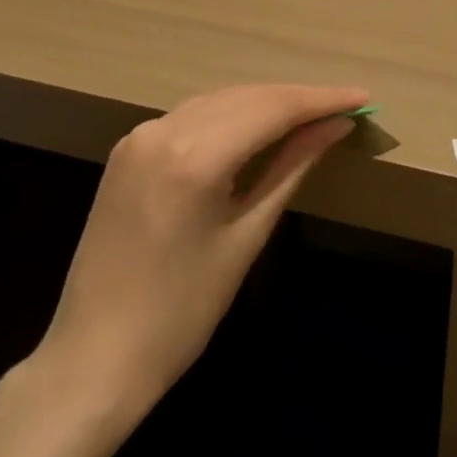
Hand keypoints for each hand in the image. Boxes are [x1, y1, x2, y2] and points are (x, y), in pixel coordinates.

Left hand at [17, 82, 366, 446]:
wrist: (93, 359)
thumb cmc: (182, 311)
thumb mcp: (246, 236)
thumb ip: (291, 167)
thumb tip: (335, 126)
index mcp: (193, 157)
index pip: (271, 108)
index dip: (321, 100)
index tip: (362, 98)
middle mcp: (162, 131)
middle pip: (246, 97)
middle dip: (297, 99)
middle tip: (344, 108)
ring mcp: (139, 138)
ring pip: (218, 101)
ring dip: (266, 104)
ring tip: (312, 115)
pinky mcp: (128, 151)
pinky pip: (192, 117)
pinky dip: (231, 116)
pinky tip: (258, 127)